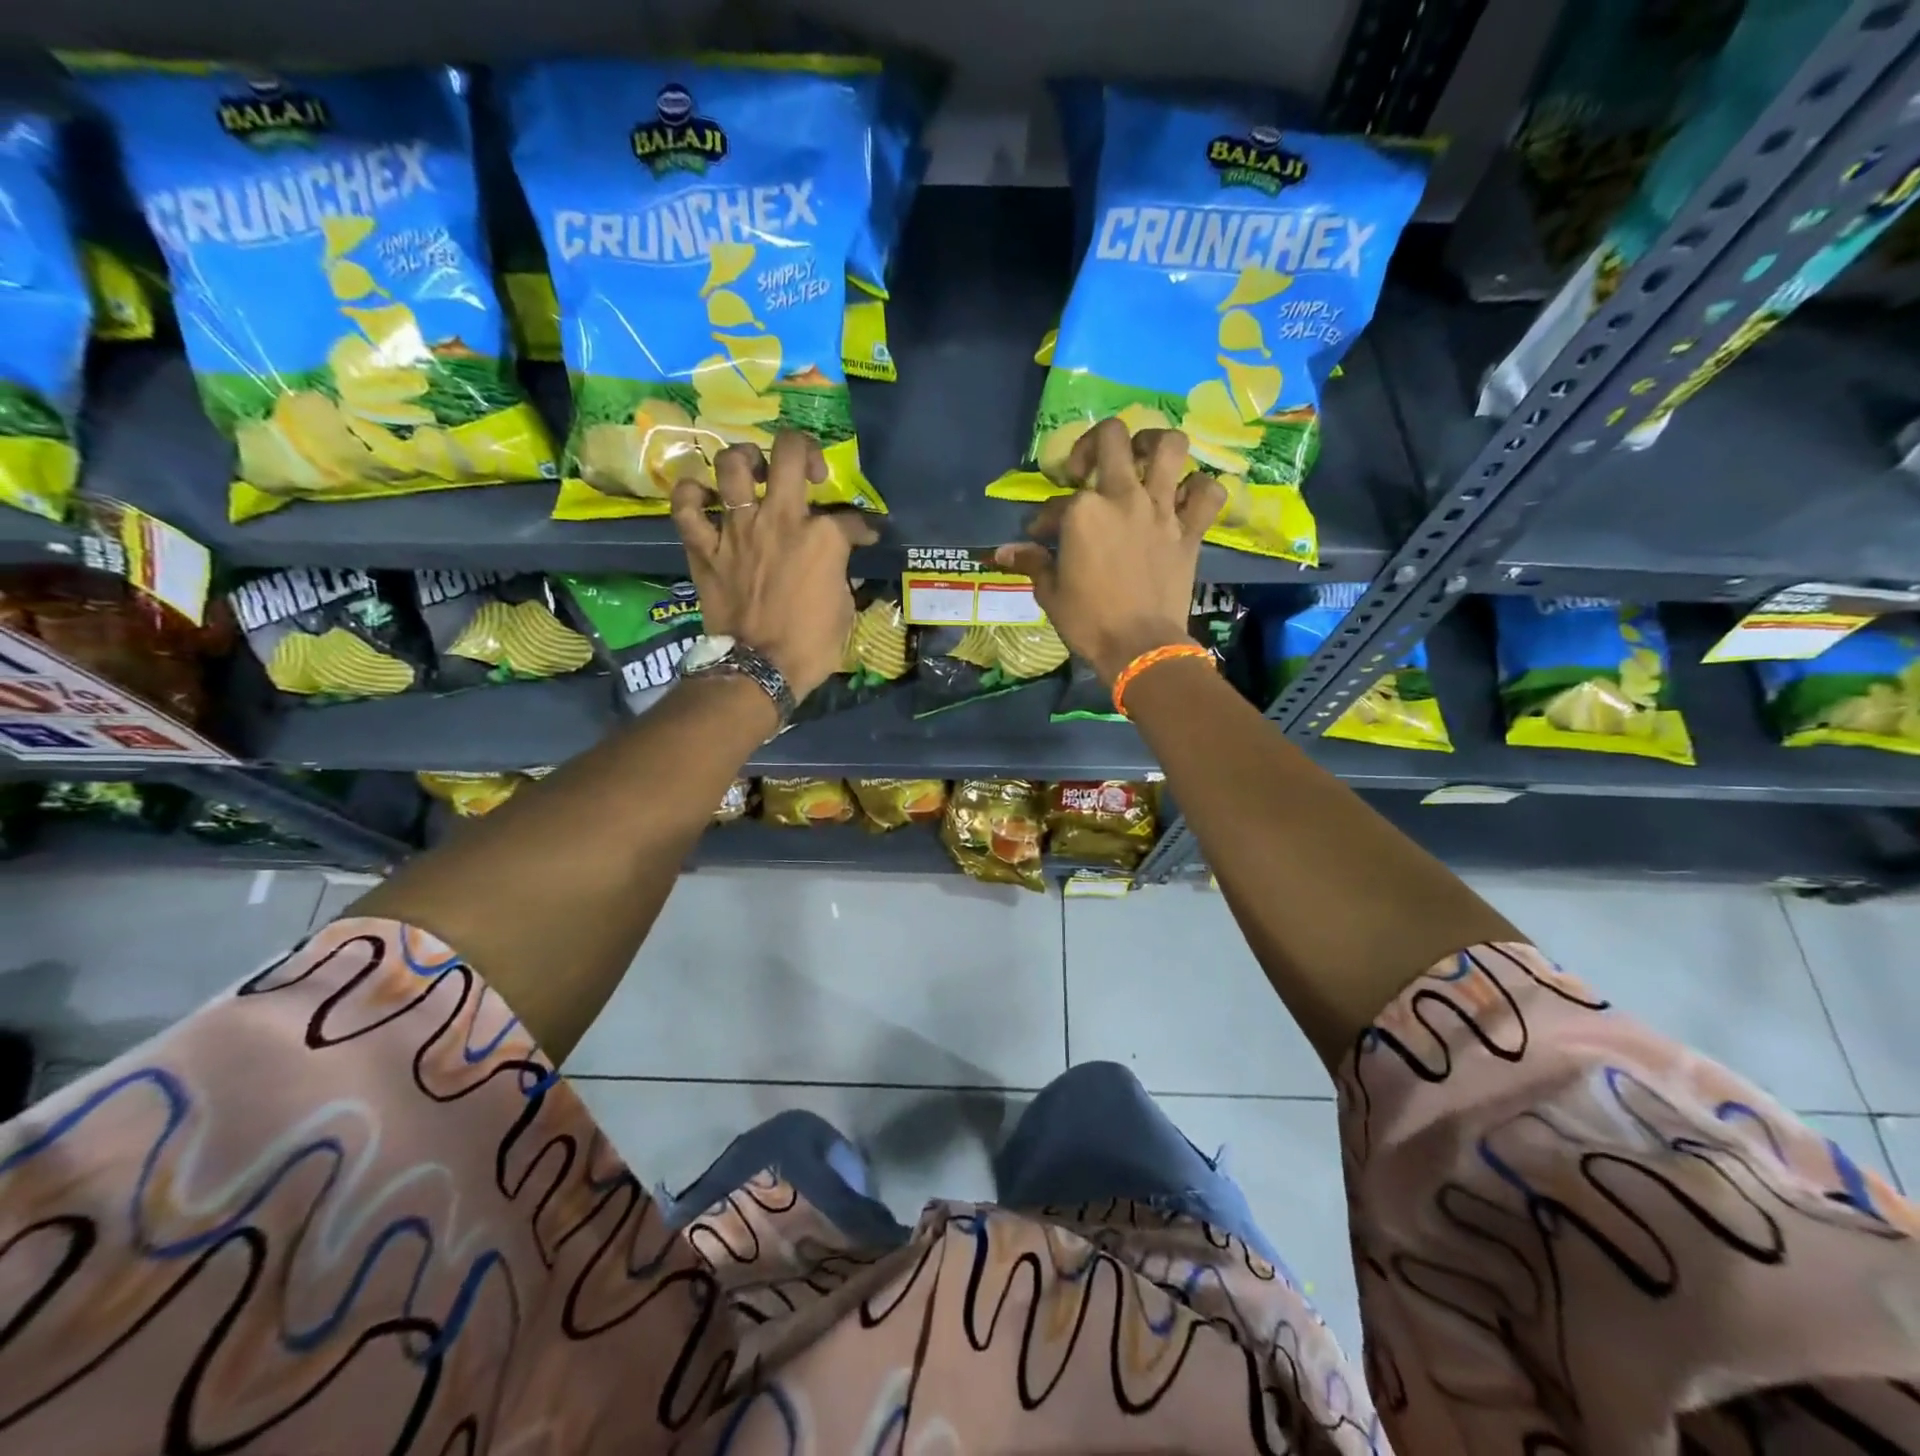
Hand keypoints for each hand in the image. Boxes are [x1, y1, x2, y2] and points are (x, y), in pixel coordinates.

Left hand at [670, 431, 876, 698]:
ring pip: (732, 465)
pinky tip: (704, 498)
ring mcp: (737, 530)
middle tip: (807, 470)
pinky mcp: (705, 548)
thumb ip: (840, 572)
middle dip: (803, 449)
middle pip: (788, 452)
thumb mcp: (844, 608)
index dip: (862, 526)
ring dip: (745, 459)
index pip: (850, 518)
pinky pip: (686, 507)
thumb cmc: (811, 645)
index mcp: (822, 537)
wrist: (760, 669)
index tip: (864, 535)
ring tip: (754, 472)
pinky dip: (691, 496)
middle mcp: (779, 519)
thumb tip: (837, 561)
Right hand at [995, 418, 1224, 683]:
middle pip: (1112, 438)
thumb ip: (1032, 562)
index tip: (1040, 535)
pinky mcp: (1190, 530)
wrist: (1140, 647)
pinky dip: (1200, 489)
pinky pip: (1208, 492)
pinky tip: (1185, 497)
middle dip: (1093, 444)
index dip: (1043, 518)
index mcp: (1083, 511)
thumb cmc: (1089, 622)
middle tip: (1088, 470)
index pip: (1056, 502)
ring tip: (1142, 459)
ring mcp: (1161, 510)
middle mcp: (1124, 497)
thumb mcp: (1051, 593)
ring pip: (1169, 446)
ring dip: (1154, 444)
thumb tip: (1002, 552)